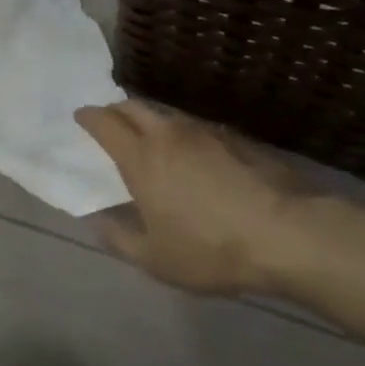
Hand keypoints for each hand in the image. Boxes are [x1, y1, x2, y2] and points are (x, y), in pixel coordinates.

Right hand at [76, 100, 306, 294]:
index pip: (105, 123)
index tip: (80, 116)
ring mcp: (204, 132)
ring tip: (149, 139)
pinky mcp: (234, 138)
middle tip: (110, 123)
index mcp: (141, 158)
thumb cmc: (209, 248)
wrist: (284, 233)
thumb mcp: (155, 258)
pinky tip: (191, 155)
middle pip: (134, 106)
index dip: (89, 117)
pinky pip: (195, 127)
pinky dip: (181, 134)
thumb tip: (98, 221)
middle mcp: (168, 134)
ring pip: (166, 115)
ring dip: (150, 120)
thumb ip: (119, 237)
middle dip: (116, 110)